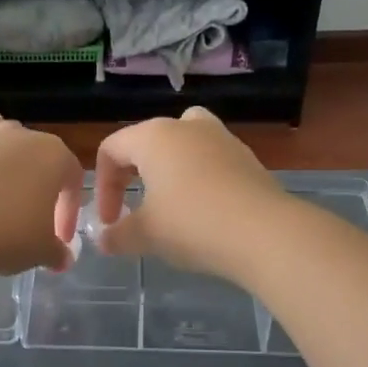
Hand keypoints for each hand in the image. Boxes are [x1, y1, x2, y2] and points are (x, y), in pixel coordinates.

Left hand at [0, 102, 83, 274]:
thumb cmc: (7, 236)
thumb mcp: (42, 252)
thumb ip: (57, 252)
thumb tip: (63, 259)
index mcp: (52, 155)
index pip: (71, 178)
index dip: (68, 209)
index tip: (59, 239)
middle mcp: (16, 134)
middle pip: (32, 150)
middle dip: (31, 180)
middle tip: (23, 218)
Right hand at [92, 107, 285, 277]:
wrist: (265, 233)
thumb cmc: (192, 225)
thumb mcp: (145, 235)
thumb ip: (117, 235)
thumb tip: (103, 239)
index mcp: (153, 137)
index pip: (111, 150)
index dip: (103, 186)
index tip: (110, 221)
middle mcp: (186, 126)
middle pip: (146, 141)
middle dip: (132, 176)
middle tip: (132, 209)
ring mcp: (221, 137)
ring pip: (183, 143)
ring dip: (168, 170)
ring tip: (169, 202)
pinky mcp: (247, 156)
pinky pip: (211, 159)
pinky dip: (199, 178)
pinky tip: (204, 211)